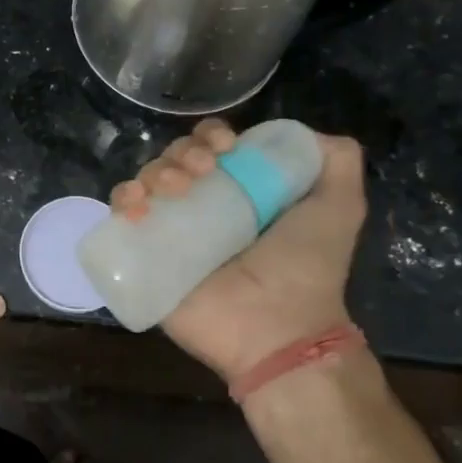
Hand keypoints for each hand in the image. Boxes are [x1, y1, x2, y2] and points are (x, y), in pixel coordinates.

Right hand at [110, 119, 367, 382]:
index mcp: (240, 191)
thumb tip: (306, 133)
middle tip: (202, 171)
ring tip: (175, 190)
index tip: (225, 147)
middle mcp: (202, 206)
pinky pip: (120, 216)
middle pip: (175, 158)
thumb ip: (338, 162)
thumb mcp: (341, 207)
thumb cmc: (306, 268)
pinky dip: (123, 199)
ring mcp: (170, 231)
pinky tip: (139, 207)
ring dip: (155, 171)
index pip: (211, 146)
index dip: (211, 136)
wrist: (278, 329)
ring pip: (147, 179)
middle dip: (183, 152)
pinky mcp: (144, 256)